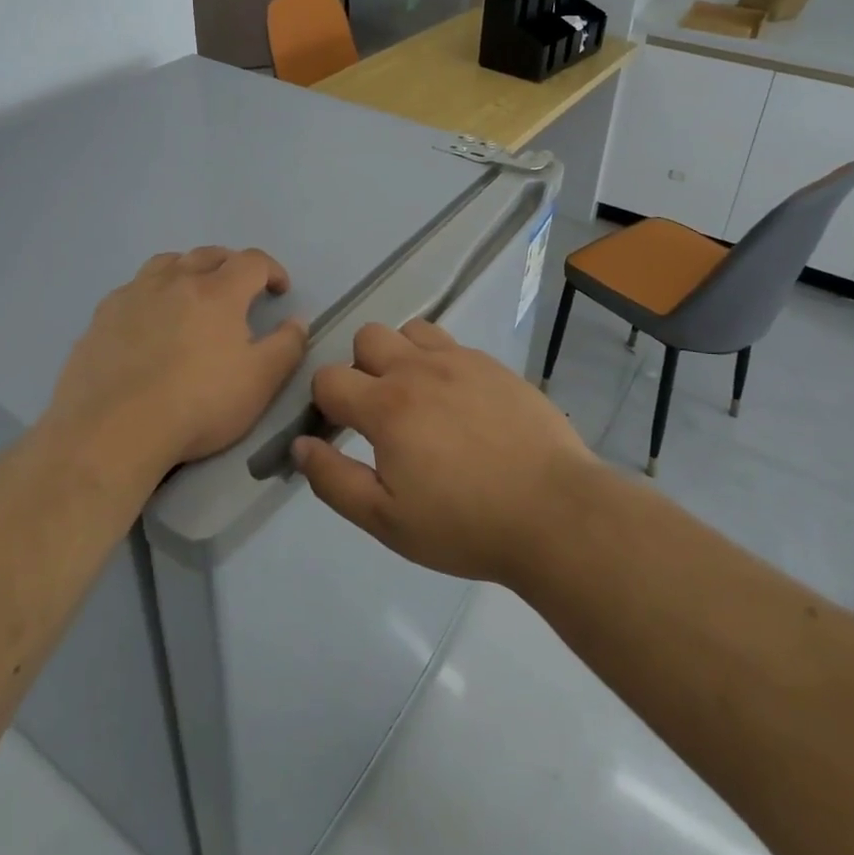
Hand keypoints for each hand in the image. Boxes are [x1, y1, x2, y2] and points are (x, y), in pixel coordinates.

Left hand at [48, 247, 308, 474]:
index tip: (279, 290)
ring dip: (188, 269)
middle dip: (231, 265)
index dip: (272, 270)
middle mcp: (175, 281)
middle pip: (208, 254)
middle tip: (241, 288)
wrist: (113, 431)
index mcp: (217, 292)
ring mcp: (133, 295)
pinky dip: (151, 293)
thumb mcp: (260, 382)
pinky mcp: (101, 317)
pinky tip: (149, 320)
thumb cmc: (198, 405)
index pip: (252, 261)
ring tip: (193, 293)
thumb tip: (296, 321)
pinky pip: (132, 289)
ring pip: (167, 263)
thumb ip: (287, 346)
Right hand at [290, 320, 599, 586]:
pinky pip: (452, 344)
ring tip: (419, 398)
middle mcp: (419, 369)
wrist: (554, 512)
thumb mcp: (387, 520)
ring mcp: (461, 361)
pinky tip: (460, 403)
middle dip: (361, 369)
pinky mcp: (494, 365)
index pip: (329, 378)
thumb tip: (300, 445)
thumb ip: (334, 480)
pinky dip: (441, 362)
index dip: (325, 404)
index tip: (341, 432)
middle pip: (367, 337)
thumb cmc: (464, 524)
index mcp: (386, 406)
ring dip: (401, 355)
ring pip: (410, 330)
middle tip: (381, 414)